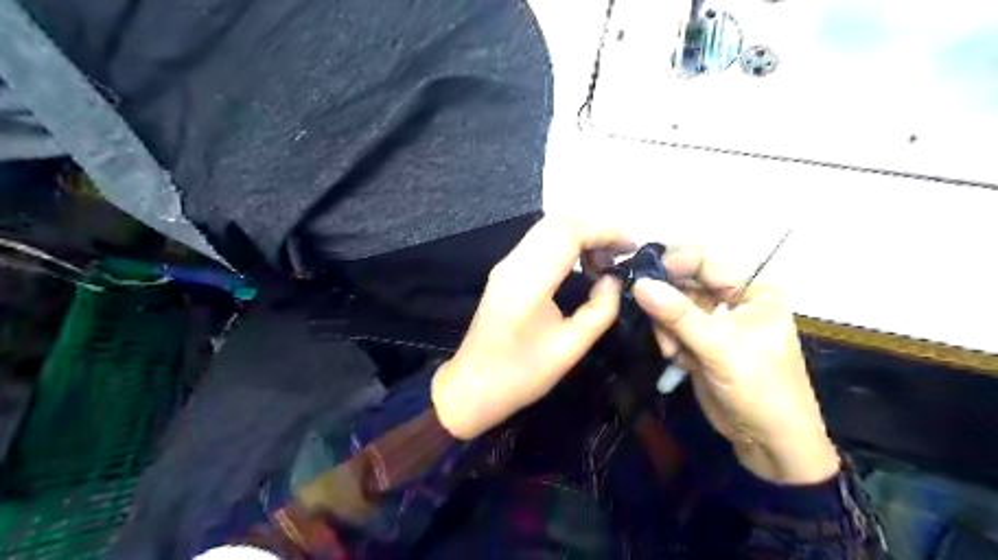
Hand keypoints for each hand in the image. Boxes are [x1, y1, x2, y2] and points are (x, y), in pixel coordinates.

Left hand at [428, 217, 628, 439]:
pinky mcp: (503, 271)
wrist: (472, 387)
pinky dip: (565, 242)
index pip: (571, 232)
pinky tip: (580, 265)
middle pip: (559, 220)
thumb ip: (600, 309)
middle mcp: (514, 263)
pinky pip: (538, 241)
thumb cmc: (521, 374)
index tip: (632, 248)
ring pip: (547, 226)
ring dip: (580, 233)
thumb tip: (615, 280)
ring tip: (603, 262)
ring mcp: (505, 264)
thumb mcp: (571, 348)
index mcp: (529, 282)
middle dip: (596, 227)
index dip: (606, 231)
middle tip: (620, 253)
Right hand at [635, 249, 834, 485]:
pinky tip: (677, 361)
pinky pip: (673, 329)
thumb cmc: (760, 389)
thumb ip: (678, 315)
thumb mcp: (720, 348)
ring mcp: (715, 323)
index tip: (642, 277)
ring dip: (667, 328)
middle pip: (686, 284)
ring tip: (673, 352)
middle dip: (667, 304)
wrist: (769, 444)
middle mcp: (734, 301)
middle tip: (651, 320)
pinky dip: (669, 341)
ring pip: (674, 308)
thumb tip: (639, 283)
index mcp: (753, 291)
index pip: (706, 263)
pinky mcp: (700, 343)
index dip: (674, 265)